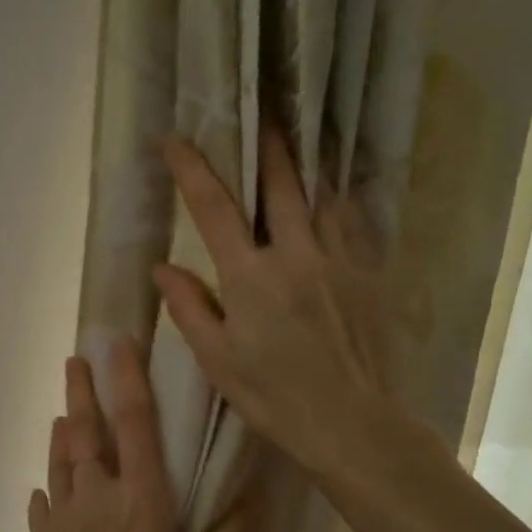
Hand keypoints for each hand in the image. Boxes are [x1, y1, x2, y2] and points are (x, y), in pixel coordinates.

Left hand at [23, 340, 249, 531]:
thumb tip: (252, 495)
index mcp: (139, 498)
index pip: (132, 422)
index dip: (125, 377)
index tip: (116, 343)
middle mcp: (96, 495)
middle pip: (84, 431)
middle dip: (80, 391)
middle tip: (75, 360)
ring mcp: (62, 517)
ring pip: (59, 460)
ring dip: (61, 431)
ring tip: (61, 411)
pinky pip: (42, 504)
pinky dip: (46, 489)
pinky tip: (44, 489)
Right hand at [153, 126, 429, 486]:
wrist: (353, 424)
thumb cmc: (275, 397)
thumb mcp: (218, 360)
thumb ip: (189, 308)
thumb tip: (163, 267)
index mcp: (250, 277)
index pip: (214, 208)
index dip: (192, 168)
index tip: (175, 140)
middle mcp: (295, 254)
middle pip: (278, 182)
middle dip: (264, 141)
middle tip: (256, 107)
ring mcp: (338, 259)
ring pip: (321, 192)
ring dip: (304, 160)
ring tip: (297, 134)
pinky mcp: (368, 272)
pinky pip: (352, 219)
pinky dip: (337, 196)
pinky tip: (333, 189)